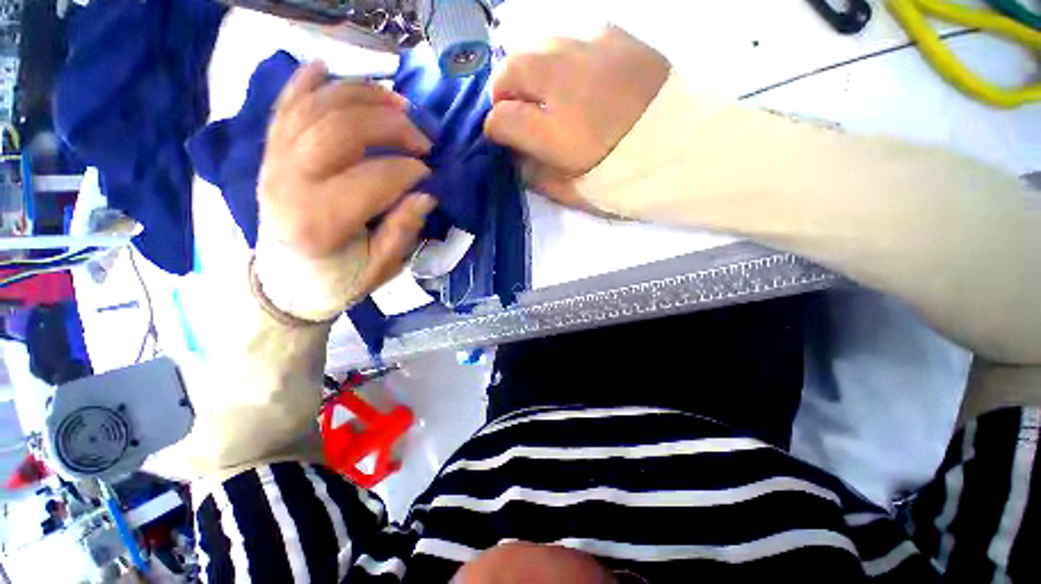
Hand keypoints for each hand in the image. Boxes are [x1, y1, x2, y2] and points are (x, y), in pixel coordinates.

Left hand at [257, 61, 436, 313]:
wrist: (286, 285)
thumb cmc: (338, 280)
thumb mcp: (380, 267)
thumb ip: (403, 230)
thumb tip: (426, 193)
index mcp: (321, 223)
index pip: (374, 177)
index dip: (410, 169)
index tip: (431, 173)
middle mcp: (290, 184)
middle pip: (341, 130)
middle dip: (391, 125)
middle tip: (422, 137)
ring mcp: (273, 163)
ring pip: (315, 108)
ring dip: (361, 95)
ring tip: (397, 102)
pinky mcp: (269, 155)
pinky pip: (284, 107)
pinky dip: (305, 83)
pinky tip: (327, 68)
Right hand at [484, 27, 669, 205]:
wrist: (685, 151)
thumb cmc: (624, 179)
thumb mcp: (573, 191)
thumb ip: (536, 174)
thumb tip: (515, 156)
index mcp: (554, 129)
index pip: (499, 118)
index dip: (494, 129)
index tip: (502, 137)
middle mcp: (564, 80)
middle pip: (510, 69)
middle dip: (504, 91)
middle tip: (516, 109)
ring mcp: (591, 50)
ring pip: (538, 44)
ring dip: (531, 68)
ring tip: (546, 91)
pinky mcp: (617, 36)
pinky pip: (574, 36)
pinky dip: (565, 55)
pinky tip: (578, 75)